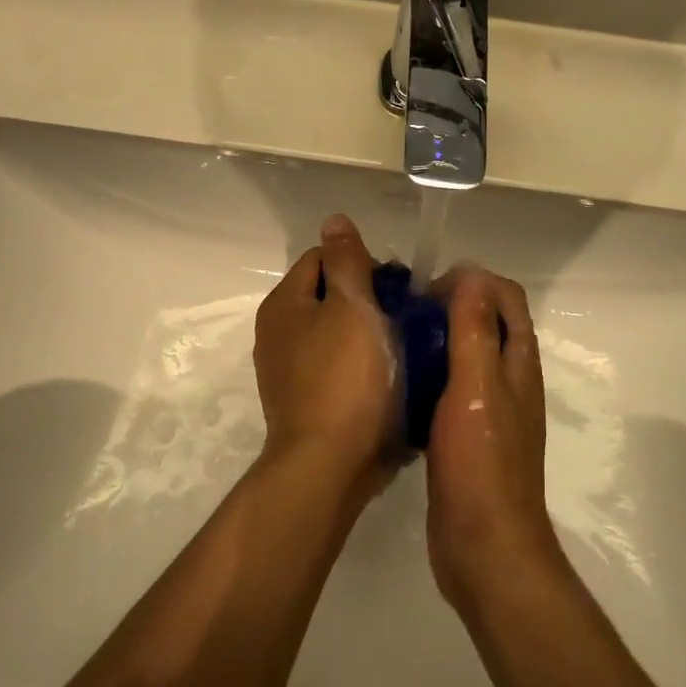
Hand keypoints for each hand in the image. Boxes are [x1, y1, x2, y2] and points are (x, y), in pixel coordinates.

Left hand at [254, 215, 397, 498]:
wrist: (329, 466)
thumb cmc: (346, 378)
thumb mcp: (352, 306)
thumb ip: (346, 260)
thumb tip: (333, 220)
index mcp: (285, 303)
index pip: (322, 257)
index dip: (361, 262)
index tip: (396, 285)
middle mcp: (279, 332)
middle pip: (330, 295)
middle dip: (368, 298)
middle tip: (405, 315)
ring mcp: (290, 371)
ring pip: (337, 332)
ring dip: (369, 332)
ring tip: (405, 344)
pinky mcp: (307, 402)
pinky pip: (339, 366)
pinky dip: (362, 365)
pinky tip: (389, 376)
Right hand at [424, 266, 560, 612]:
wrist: (483, 548)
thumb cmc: (480, 463)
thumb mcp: (476, 386)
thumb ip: (474, 329)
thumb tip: (471, 274)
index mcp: (518, 361)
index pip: (505, 296)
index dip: (472, 281)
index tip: (429, 292)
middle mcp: (509, 379)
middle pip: (486, 322)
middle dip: (450, 306)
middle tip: (405, 313)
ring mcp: (489, 409)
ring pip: (465, 355)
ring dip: (437, 340)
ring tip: (396, 341)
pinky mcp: (467, 435)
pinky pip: (449, 388)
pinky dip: (429, 375)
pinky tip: (398, 385)